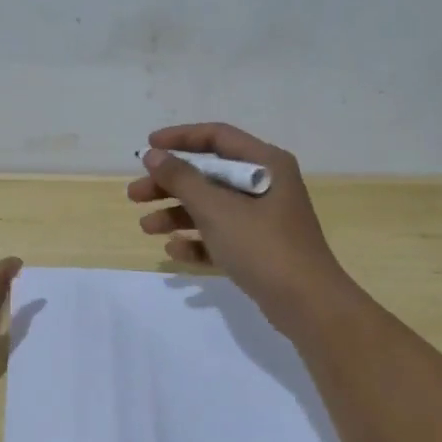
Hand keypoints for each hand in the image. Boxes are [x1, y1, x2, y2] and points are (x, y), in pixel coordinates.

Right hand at [128, 123, 358, 327]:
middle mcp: (266, 184)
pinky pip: (221, 236)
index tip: (147, 147)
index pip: (217, 137)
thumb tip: (153, 155)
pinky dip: (198, 240)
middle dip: (170, 185)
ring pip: (212, 207)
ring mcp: (264, 219)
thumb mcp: (217, 209)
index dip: (180, 139)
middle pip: (209, 175)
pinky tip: (174, 251)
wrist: (307, 304)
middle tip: (134, 196)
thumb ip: (182, 179)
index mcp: (265, 163)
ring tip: (146, 229)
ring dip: (177, 215)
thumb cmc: (262, 246)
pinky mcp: (259, 249)